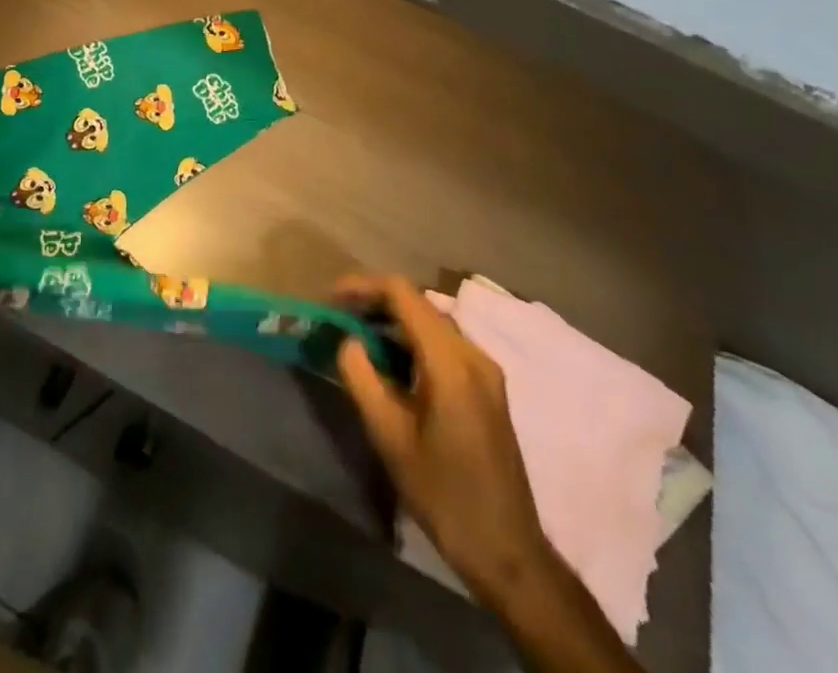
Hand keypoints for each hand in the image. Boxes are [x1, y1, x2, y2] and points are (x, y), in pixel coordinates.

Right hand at [332, 274, 552, 608]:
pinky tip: (391, 362)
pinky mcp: (488, 388)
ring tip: (357, 336)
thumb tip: (348, 340)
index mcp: (451, 362)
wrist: (507, 551)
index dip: (363, 286)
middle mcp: (474, 355)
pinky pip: (444, 344)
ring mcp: (486, 371)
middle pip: (419, 304)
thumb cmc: (443, 493)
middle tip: (339, 318)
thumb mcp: (388, 435)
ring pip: (432, 323)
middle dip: (375, 302)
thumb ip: (361, 375)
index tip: (331, 298)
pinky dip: (413, 340)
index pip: (403, 294)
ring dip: (393, 321)